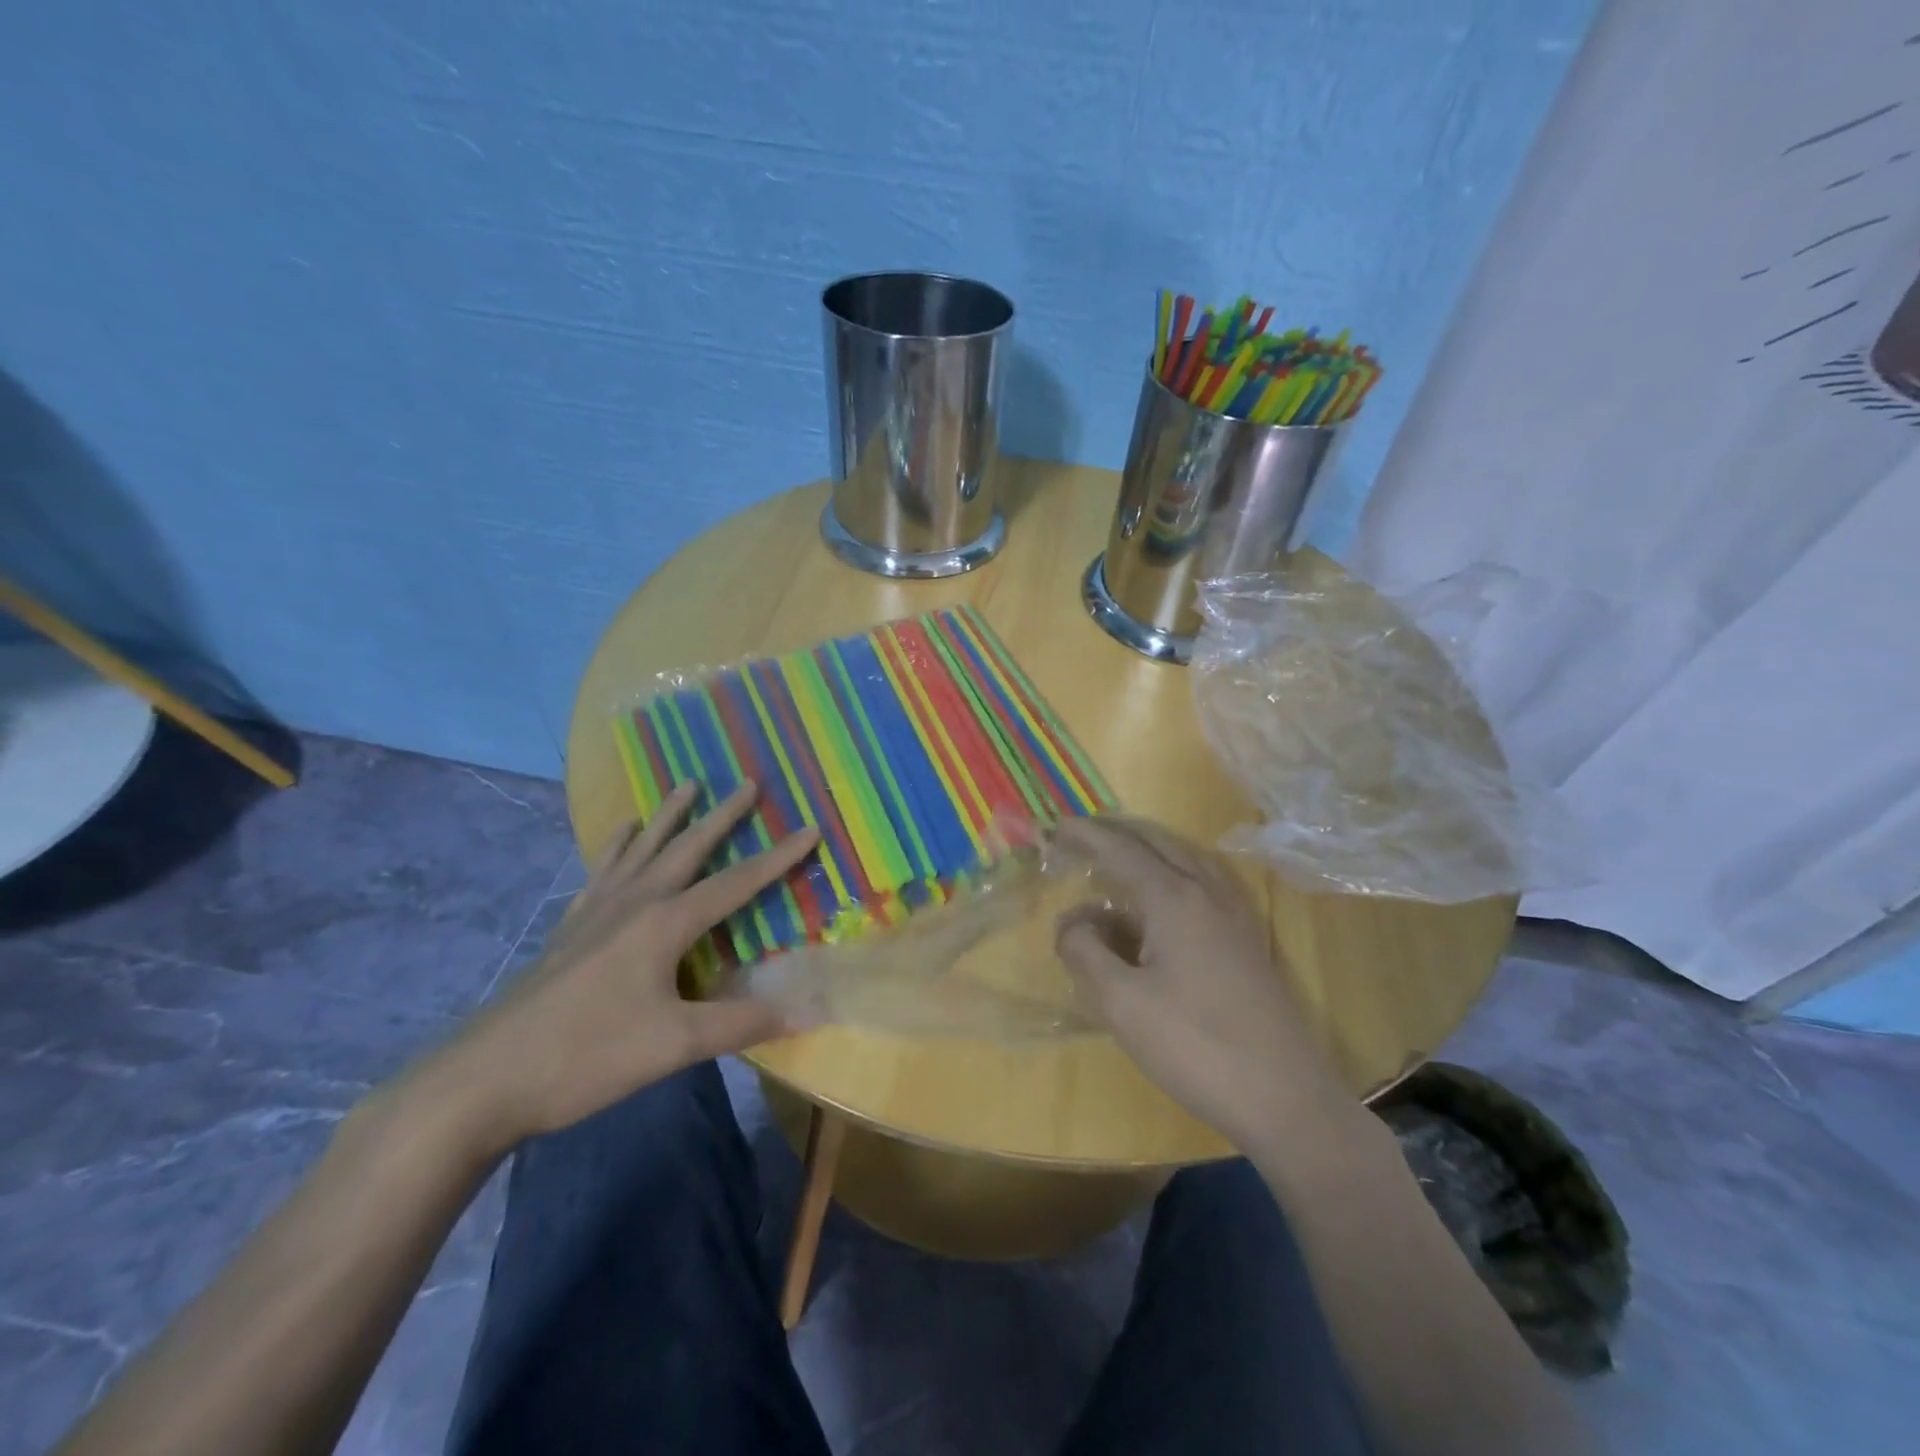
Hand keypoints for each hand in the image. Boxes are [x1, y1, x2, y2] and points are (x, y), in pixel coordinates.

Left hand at [424, 781, 818, 1152]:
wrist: (481, 1081)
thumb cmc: (586, 1057)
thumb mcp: (674, 1045)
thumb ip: (742, 1023)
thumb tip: (807, 1011)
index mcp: (664, 924)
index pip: (736, 883)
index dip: (778, 858)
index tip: (810, 828)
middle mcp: (634, 903)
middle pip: (687, 848)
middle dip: (723, 816)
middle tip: (748, 782)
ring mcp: (596, 912)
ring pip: (641, 849)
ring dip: (669, 816)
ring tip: (686, 784)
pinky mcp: (570, 929)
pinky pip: (602, 871)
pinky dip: (616, 846)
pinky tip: (619, 834)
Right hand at [1052, 816, 1349, 1150]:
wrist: (1285, 1097)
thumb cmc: (1194, 1046)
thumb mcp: (1120, 1003)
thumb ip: (1084, 951)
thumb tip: (1072, 920)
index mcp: (1174, 898)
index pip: (1121, 851)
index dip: (1085, 835)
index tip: (1054, 826)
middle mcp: (1207, 892)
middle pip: (1156, 842)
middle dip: (1115, 832)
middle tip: (1079, 836)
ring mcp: (1234, 914)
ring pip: (1185, 857)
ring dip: (1147, 847)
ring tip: (1116, 855)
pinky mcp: (1247, 938)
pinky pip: (1204, 879)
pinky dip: (1173, 868)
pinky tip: (1164, 893)